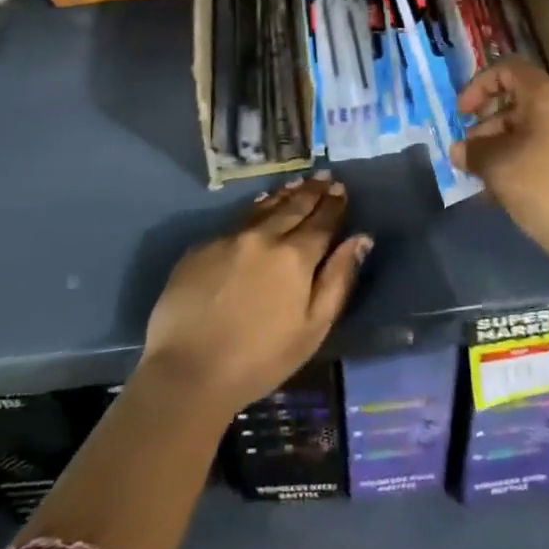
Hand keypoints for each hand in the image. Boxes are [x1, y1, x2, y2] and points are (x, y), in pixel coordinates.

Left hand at [140, 174, 370, 414]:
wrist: (187, 372)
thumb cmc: (260, 359)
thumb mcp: (313, 328)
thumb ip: (338, 279)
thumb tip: (360, 239)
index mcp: (295, 256)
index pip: (321, 221)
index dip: (333, 204)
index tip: (340, 188)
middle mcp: (263, 237)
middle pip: (293, 206)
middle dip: (311, 191)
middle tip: (323, 176)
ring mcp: (228, 239)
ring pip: (262, 208)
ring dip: (283, 194)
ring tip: (296, 184)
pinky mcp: (200, 248)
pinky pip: (234, 222)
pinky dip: (253, 211)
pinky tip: (258, 208)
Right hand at [453, 59, 548, 274]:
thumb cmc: (547, 190)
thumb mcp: (500, 168)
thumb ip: (473, 152)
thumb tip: (459, 150)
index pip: (507, 70)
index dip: (477, 87)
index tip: (461, 115)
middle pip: (518, 99)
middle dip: (487, 123)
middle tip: (468, 152)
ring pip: (530, 125)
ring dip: (501, 143)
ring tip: (481, 175)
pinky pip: (545, 143)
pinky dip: (521, 155)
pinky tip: (502, 187)